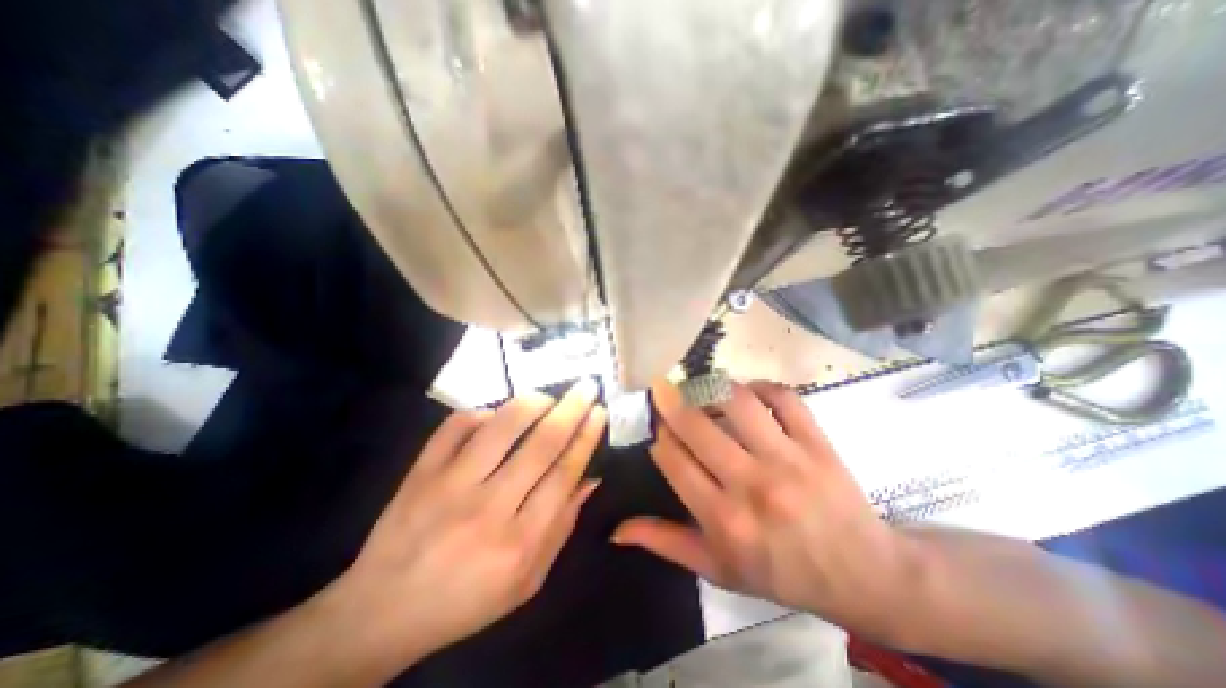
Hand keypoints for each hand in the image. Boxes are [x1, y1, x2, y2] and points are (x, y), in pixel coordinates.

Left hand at [324, 380, 600, 667]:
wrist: (382, 612)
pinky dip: (482, 412)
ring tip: (547, 398)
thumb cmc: (467, 600)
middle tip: (586, 387)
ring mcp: (449, 486)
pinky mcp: (420, 472)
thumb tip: (590, 478)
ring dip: (532, 403)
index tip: (599, 412)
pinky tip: (495, 416)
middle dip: (571, 409)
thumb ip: (562, 527)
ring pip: (501, 427)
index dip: (586, 437)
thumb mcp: (528, 580)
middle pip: (541, 444)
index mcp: (519, 542)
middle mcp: (487, 509)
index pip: (564, 473)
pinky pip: (456, 425)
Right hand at [619, 379, 913, 636]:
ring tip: (699, 386)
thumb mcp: (718, 569)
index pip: (673, 461)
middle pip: (696, 426)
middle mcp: (752, 485)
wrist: (862, 573)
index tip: (657, 429)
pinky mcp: (816, 443)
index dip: (659, 437)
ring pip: (738, 402)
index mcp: (724, 520)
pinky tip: (748, 392)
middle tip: (662, 390)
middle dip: (670, 401)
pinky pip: (783, 398)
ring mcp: (788, 459)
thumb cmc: (782, 572)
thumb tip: (618, 529)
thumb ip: (666, 543)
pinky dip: (761, 386)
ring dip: (711, 387)